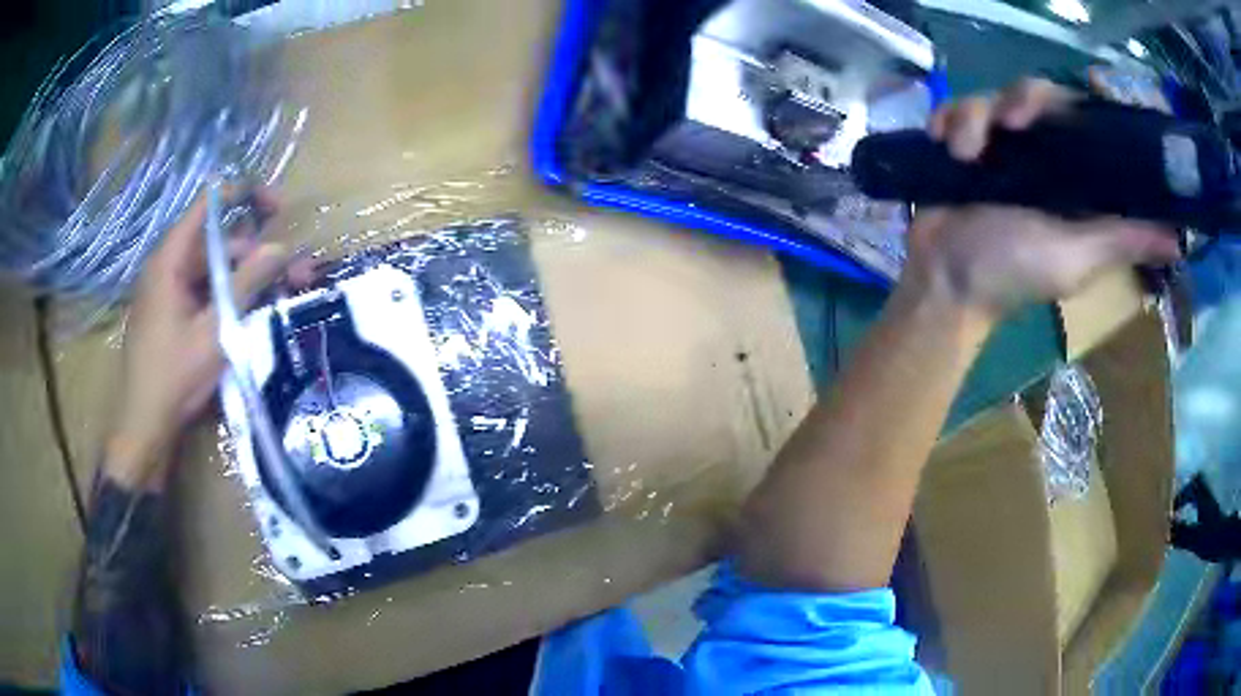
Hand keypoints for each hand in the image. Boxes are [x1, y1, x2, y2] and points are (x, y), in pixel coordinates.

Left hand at [107, 187, 309, 487]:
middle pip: (217, 243)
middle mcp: (168, 267)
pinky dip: (229, 297)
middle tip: (294, 273)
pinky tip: (253, 314)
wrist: (145, 427)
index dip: (244, 195)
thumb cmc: (174, 376)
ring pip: (214, 270)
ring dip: (248, 279)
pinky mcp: (172, 315)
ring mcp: (169, 292)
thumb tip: (281, 247)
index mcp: (170, 260)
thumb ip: (246, 284)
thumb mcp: (215, 330)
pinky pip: (204, 293)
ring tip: (282, 297)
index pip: (208, 204)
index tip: (278, 208)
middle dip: (257, 254)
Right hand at [906, 78, 1180, 319]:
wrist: (945, 279)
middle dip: (1024, 99)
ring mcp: (1002, 148)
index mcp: (1075, 179)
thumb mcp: (1075, 259)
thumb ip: (1121, 240)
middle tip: (1010, 123)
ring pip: (994, 96)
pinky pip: (957, 108)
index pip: (1089, 122)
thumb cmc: (1015, 274)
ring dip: (974, 117)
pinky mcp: (965, 144)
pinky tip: (944, 142)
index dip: (1090, 99)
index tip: (1088, 87)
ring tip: (963, 152)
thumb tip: (1177, 239)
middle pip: (1041, 95)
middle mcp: (1043, 156)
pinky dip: (949, 119)